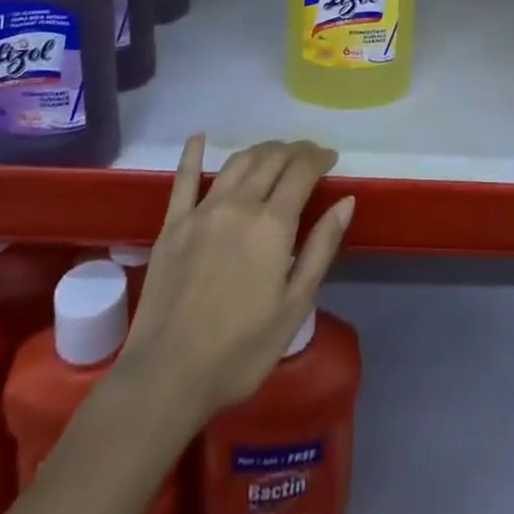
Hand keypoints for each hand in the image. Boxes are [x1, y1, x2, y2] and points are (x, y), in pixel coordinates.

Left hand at [118, 136, 354, 421]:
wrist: (167, 376)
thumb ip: (321, 248)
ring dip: (260, 151)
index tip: (331, 158)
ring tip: (274, 153)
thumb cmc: (241, 351)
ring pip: (237, 163)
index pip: (302, 171)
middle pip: (271, 160)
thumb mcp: (295, 306)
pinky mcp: (173, 224)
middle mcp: (239, 204)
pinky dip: (193, 154)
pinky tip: (198, 137)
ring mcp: (202, 210)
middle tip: (307, 156)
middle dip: (294, 150)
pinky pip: (183, 179)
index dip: (319, 158)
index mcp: (273, 224)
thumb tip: (346, 201)